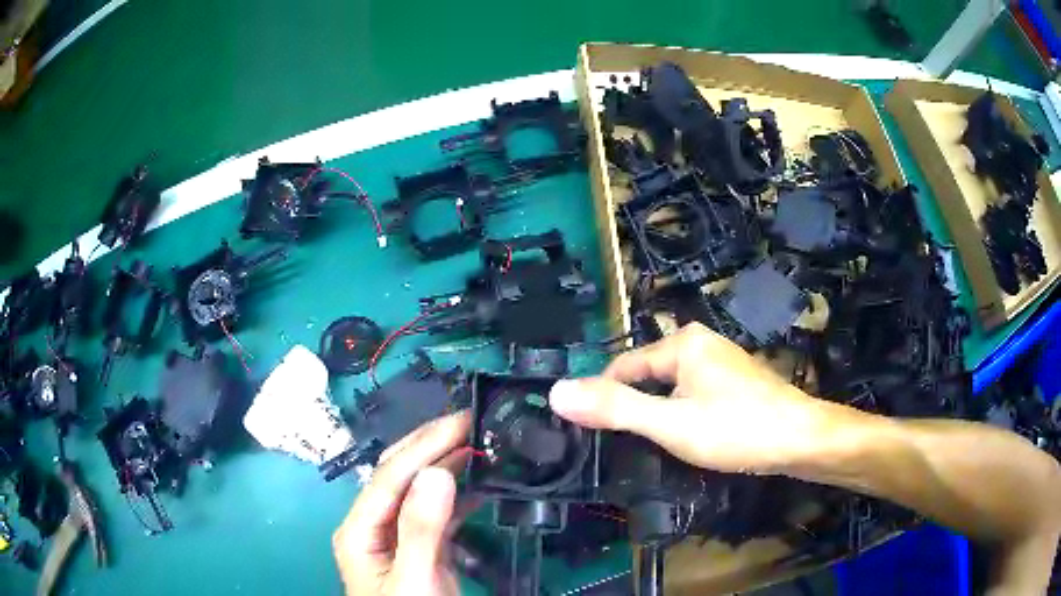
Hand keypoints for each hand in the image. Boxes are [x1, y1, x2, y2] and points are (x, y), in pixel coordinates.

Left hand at [333, 412, 471, 595]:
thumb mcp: (414, 580)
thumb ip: (422, 530)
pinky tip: (481, 483)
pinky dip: (461, 495)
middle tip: (472, 421)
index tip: (461, 422)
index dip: (424, 446)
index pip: (389, 476)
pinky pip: (439, 512)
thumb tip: (437, 472)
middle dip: (432, 445)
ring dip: (449, 466)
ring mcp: (398, 535)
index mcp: (360, 529)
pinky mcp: (421, 546)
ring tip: (480, 444)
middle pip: (399, 475)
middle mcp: (374, 524)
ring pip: (421, 490)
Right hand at [549, 323, 828, 473]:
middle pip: (647, 377)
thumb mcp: (670, 424)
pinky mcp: (734, 383)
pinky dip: (681, 416)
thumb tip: (556, 391)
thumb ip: (614, 409)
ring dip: (658, 415)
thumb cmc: (736, 429)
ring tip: (655, 448)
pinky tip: (688, 440)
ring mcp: (721, 363)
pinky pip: (692, 396)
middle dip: (634, 409)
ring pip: (671, 389)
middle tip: (627, 447)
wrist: (802, 440)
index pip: (623, 367)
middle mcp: (701, 344)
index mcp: (682, 342)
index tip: (593, 434)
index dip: (604, 399)